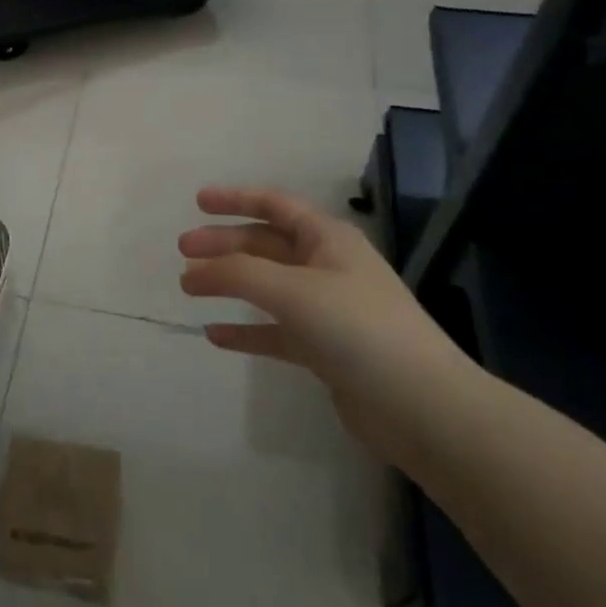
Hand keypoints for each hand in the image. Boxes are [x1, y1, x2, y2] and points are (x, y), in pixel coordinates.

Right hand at [177, 186, 472, 453]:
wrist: (422, 407)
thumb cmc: (358, 328)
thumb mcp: (293, 290)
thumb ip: (237, 274)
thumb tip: (193, 270)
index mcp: (328, 239)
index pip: (275, 205)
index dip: (236, 199)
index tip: (197, 202)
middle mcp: (328, 267)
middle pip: (265, 245)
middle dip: (224, 245)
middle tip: (183, 252)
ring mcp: (327, 310)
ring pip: (267, 287)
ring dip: (229, 284)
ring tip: (190, 288)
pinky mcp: (325, 350)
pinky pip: (275, 330)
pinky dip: (246, 329)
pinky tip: (215, 334)